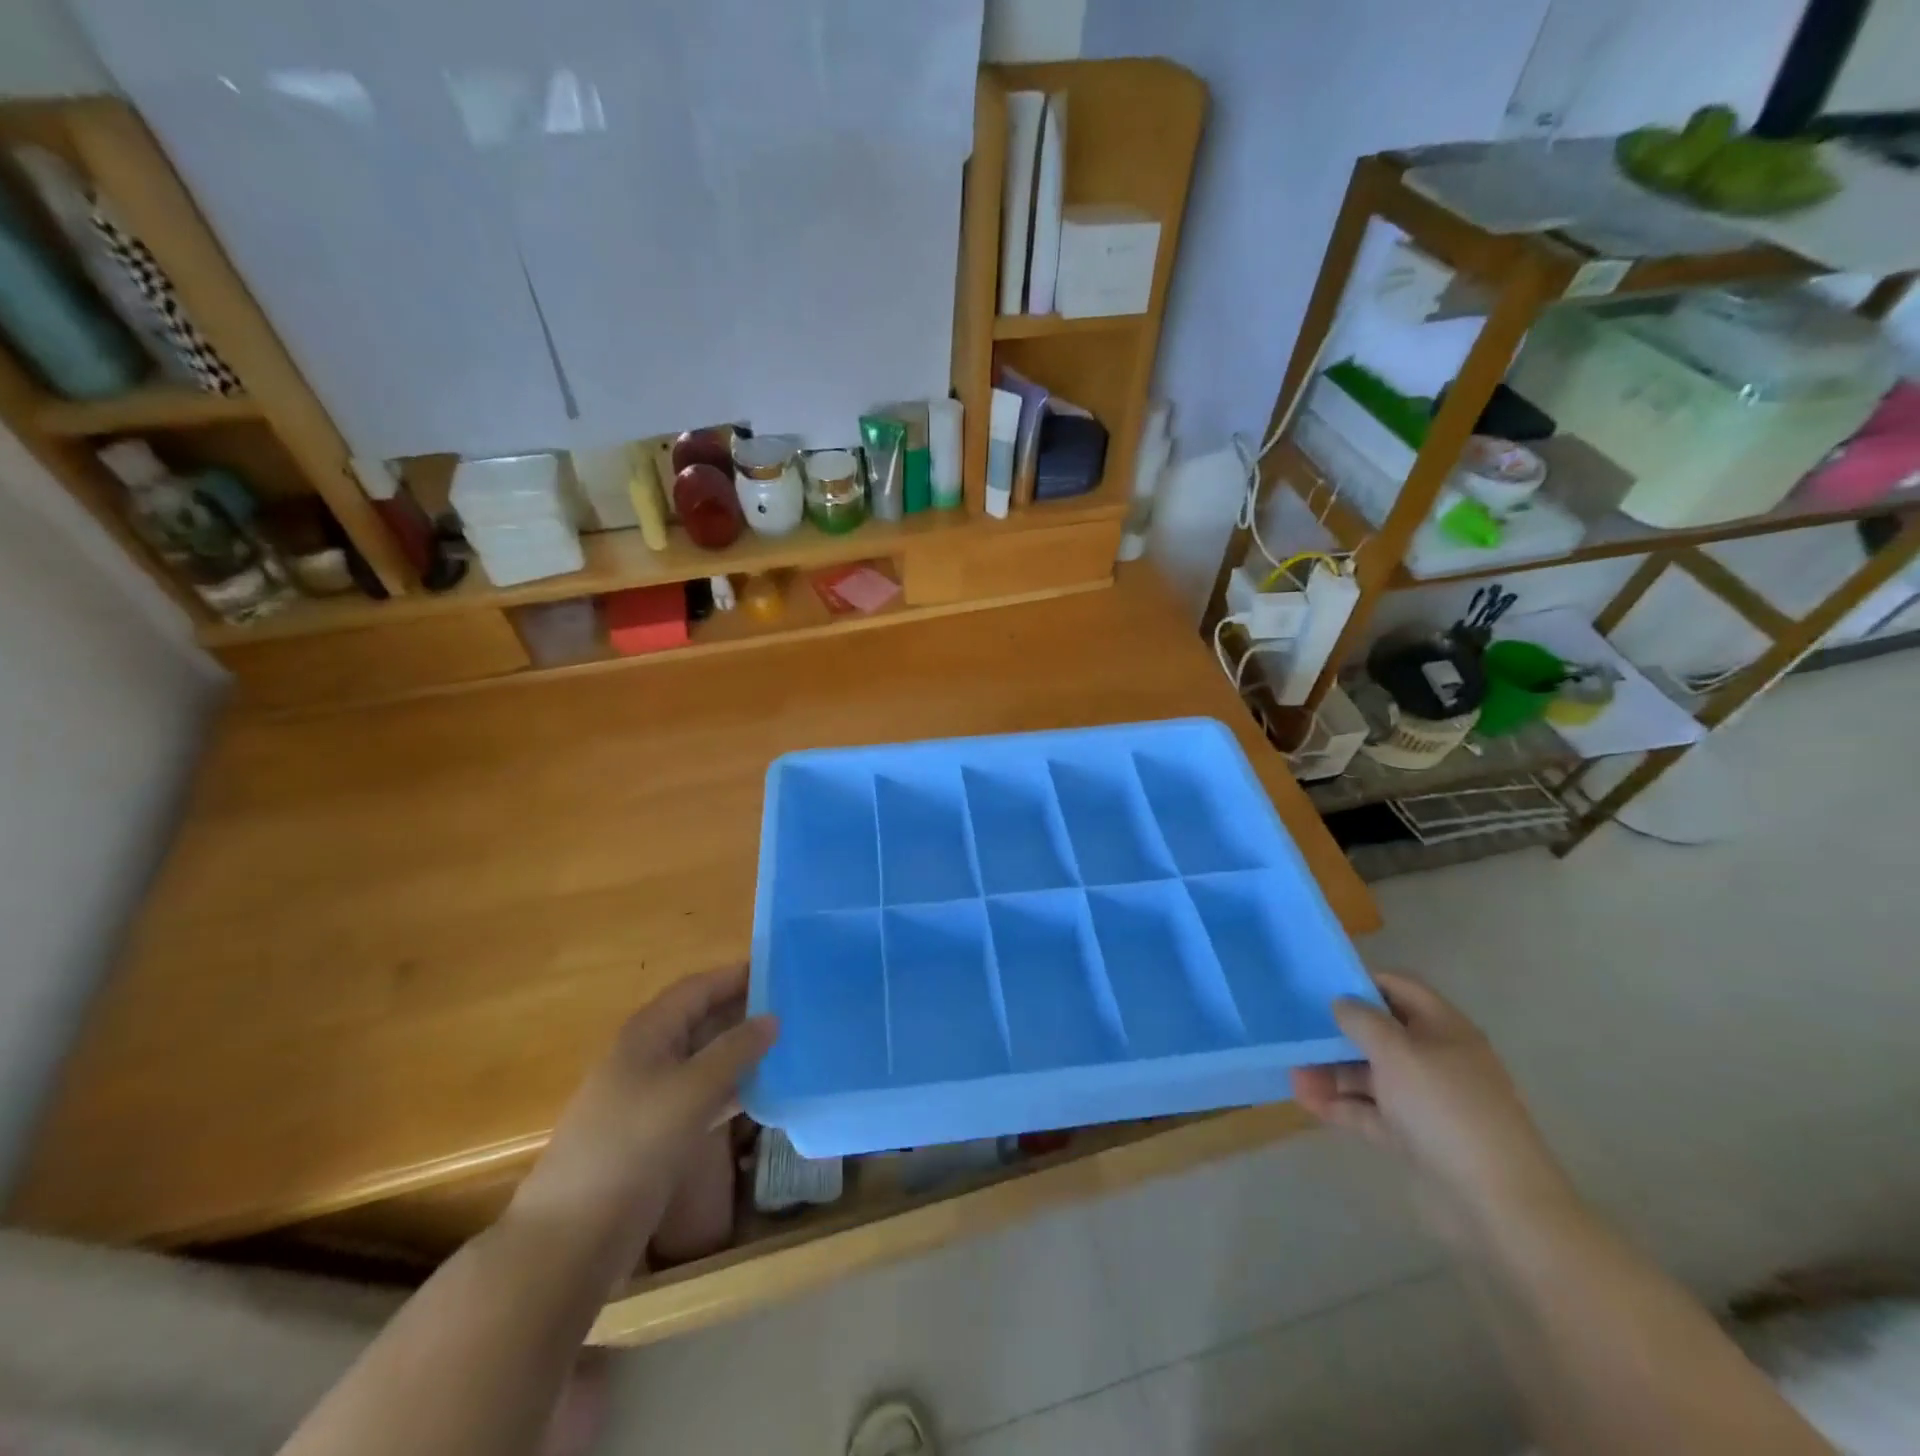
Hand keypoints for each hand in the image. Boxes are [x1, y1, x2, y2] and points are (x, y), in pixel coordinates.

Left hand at [507, 965, 775, 1272]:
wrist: (572, 1236)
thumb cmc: (631, 1145)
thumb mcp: (690, 1090)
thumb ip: (734, 1050)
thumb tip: (772, 1018)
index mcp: (649, 1032)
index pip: (698, 987)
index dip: (736, 976)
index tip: (782, 970)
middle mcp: (649, 1055)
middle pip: (702, 1020)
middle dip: (745, 1013)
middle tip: (796, 1009)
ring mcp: (652, 1096)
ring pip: (705, 1060)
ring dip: (743, 1053)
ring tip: (791, 1045)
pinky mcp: (658, 1132)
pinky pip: (703, 1096)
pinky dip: (732, 1089)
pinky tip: (767, 1092)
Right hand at [1290, 972, 1574, 1240]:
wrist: (1497, 1205)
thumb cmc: (1444, 1109)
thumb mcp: (1397, 1052)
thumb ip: (1362, 1021)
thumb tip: (1341, 1002)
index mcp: (1443, 1028)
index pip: (1399, 988)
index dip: (1361, 982)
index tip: (1318, 987)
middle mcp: (1436, 1059)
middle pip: (1380, 1033)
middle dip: (1337, 1033)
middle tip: (1295, 1033)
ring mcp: (1426, 1101)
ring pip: (1371, 1074)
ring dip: (1332, 1072)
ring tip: (1293, 1074)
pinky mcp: (1415, 1137)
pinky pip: (1371, 1112)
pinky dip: (1341, 1105)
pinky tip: (1307, 1101)